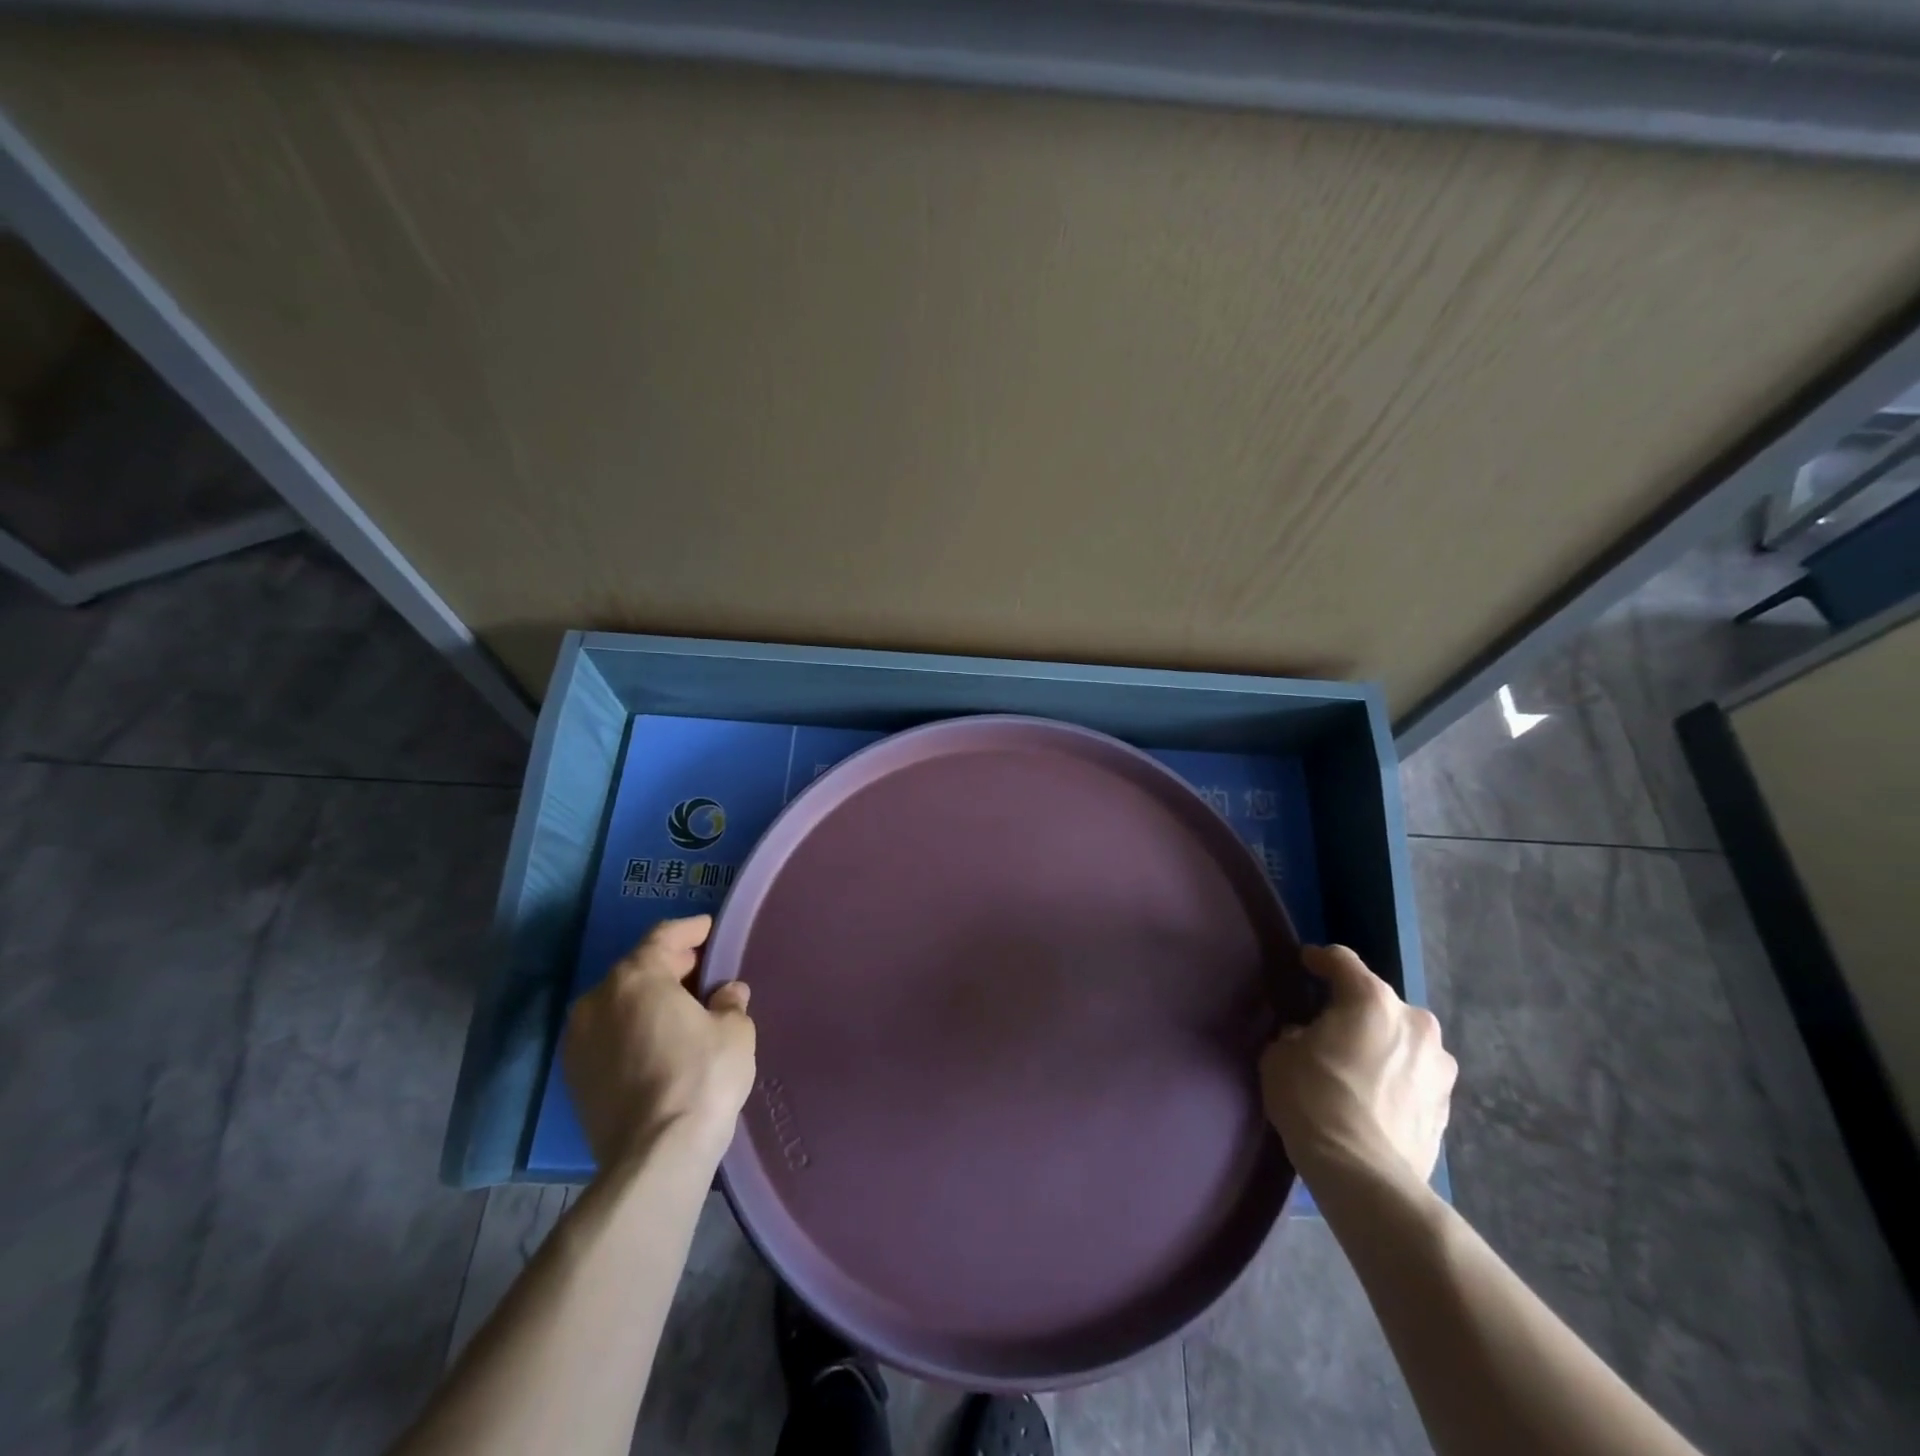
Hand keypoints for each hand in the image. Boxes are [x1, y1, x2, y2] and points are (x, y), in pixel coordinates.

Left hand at [562, 915, 755, 1170]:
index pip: (663, 937)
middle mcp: (598, 1000)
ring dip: (649, 999)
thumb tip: (727, 994)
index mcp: (636, 978)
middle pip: (637, 968)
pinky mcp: (574, 1078)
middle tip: (702, 969)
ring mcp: (579, 1040)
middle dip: (671, 965)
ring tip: (683, 1008)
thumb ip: (730, 1002)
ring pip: (619, 1003)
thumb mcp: (734, 1031)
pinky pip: (609, 1035)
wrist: (654, 1157)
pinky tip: (660, 1041)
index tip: (709, 928)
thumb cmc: (701, 1077)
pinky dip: (633, 1028)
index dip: (690, 930)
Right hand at [1260, 945, 1454, 1189]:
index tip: (1305, 963)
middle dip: (1355, 1010)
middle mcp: (1415, 1023)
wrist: (1364, 1175)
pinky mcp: (1447, 1106)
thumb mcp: (1280, 1055)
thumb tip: (1309, 1038)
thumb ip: (1296, 1035)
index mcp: (1372, 1000)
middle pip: (1378, 1002)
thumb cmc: (1313, 1099)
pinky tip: (1373, 1098)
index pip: (1342, 961)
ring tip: (1356, 1067)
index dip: (1320, 960)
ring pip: (1402, 1041)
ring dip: (1381, 1046)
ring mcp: (1439, 1066)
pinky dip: (1395, 1079)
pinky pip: (1413, 1077)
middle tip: (1328, 1027)